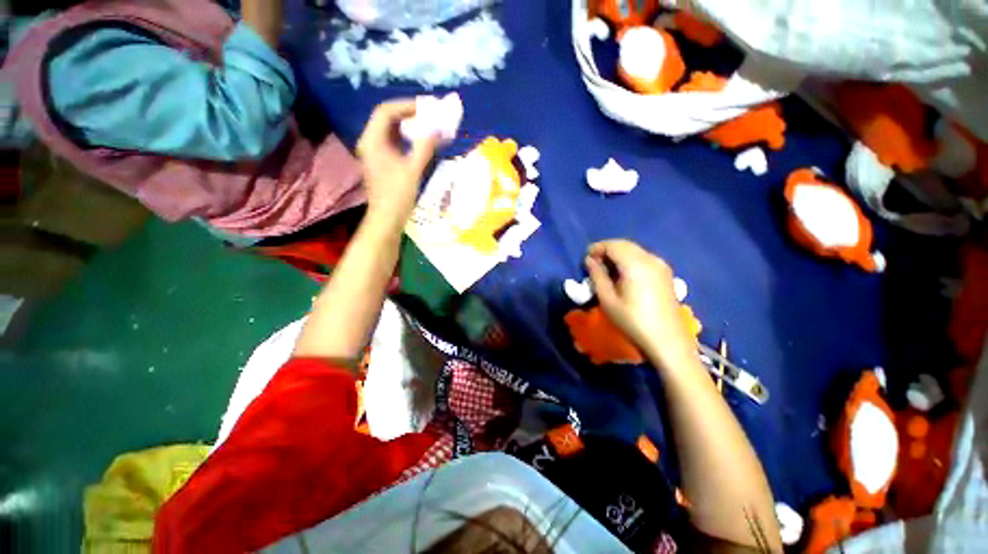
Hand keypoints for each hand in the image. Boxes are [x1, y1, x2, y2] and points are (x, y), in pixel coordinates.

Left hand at [356, 100, 438, 229]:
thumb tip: (438, 129)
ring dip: (409, 127)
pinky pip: (394, 143)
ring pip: (391, 131)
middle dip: (409, 115)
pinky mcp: (381, 162)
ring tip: (428, 126)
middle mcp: (370, 142)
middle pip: (387, 119)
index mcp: (372, 140)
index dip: (406, 106)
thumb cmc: (398, 195)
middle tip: (429, 115)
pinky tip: (421, 142)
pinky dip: (408, 140)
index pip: (386, 111)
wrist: (387, 219)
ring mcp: (375, 153)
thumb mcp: (413, 170)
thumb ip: (425, 147)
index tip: (426, 107)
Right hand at [584, 240, 695, 368]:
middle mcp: (650, 259)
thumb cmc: (632, 321)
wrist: (667, 341)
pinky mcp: (666, 274)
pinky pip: (643, 258)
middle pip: (625, 245)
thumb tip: (590, 260)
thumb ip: (597, 276)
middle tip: (594, 264)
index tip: (586, 260)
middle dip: (607, 250)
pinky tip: (623, 274)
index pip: (613, 245)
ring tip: (606, 270)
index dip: (597, 248)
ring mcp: (661, 265)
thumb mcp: (608, 300)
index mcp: (635, 264)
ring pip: (634, 250)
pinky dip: (629, 260)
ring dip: (618, 254)